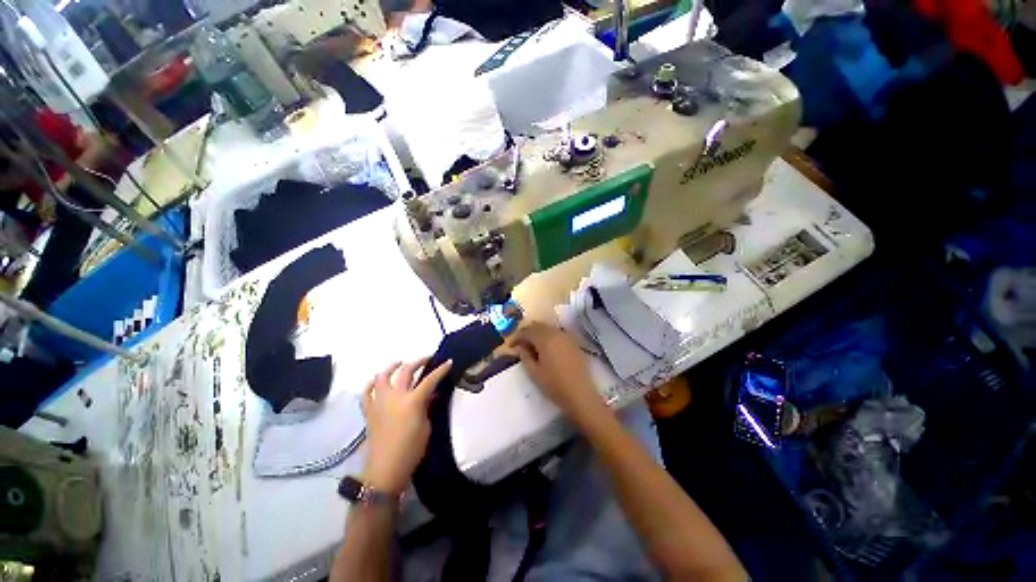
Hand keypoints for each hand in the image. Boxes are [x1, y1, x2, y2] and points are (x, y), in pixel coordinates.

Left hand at [361, 359, 451, 494]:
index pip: (430, 379)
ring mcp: (380, 402)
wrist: (385, 470)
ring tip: (399, 363)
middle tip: (427, 359)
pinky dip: (371, 384)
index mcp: (412, 401)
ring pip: (383, 377)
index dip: (441, 369)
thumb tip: (430, 395)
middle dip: (419, 361)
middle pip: (406, 371)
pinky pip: (367, 393)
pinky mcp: (369, 411)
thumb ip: (427, 407)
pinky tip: (377, 380)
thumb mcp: (426, 427)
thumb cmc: (411, 450)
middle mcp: (395, 397)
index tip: (448, 362)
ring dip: (392, 367)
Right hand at [510, 322, 603, 419]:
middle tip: (520, 344)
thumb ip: (525, 356)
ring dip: (538, 334)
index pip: (527, 331)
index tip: (511, 346)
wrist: (579, 394)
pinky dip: (549, 337)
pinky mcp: (574, 343)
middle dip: (528, 333)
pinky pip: (557, 334)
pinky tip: (546, 349)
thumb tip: (520, 347)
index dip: (517, 336)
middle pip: (538, 326)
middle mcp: (556, 333)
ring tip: (532, 347)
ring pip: (548, 328)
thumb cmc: (554, 384)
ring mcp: (567, 337)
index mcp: (545, 338)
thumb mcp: (534, 372)